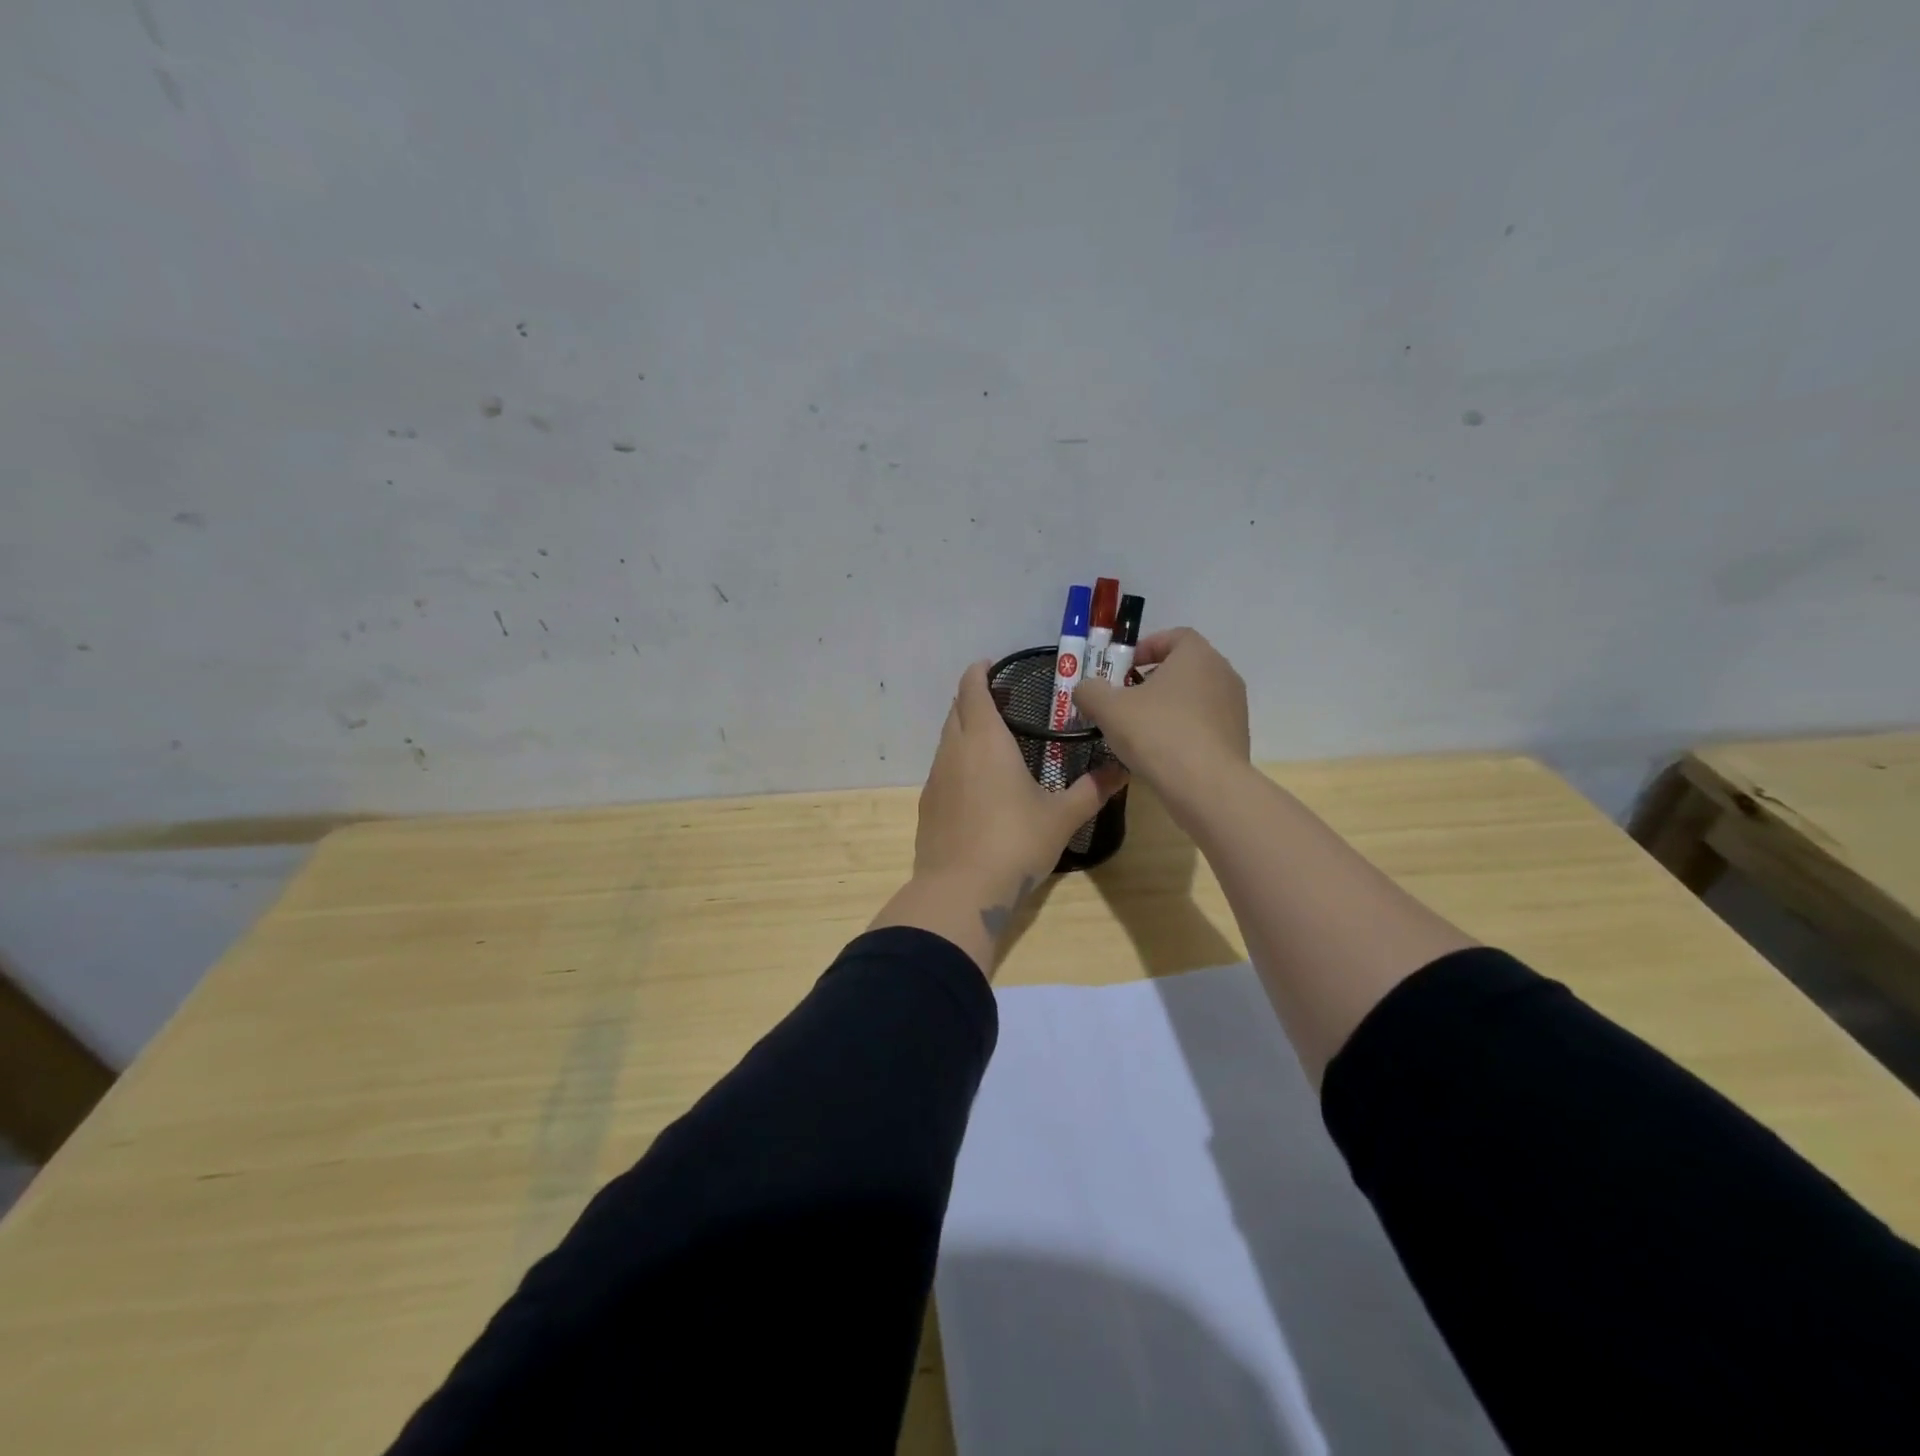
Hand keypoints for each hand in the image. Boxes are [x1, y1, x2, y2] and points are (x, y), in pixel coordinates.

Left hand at [870, 660, 1126, 974]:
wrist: (961, 890)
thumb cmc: (1015, 843)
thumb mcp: (1062, 817)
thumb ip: (1092, 790)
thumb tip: (1122, 768)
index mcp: (985, 740)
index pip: (973, 689)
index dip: (979, 672)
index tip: (992, 666)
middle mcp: (954, 751)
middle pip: (956, 710)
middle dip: (974, 699)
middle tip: (1004, 704)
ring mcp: (935, 778)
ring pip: (947, 740)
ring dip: (965, 731)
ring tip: (994, 743)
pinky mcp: (927, 805)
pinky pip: (942, 769)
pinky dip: (958, 762)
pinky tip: (979, 785)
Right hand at [1071, 628, 1249, 805]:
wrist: (1207, 787)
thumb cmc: (1157, 734)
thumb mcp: (1108, 709)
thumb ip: (1090, 691)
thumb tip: (1085, 689)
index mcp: (1197, 656)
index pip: (1175, 636)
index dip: (1147, 647)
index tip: (1125, 667)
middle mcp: (1223, 674)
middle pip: (1185, 667)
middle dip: (1154, 678)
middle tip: (1127, 698)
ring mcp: (1235, 708)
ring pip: (1195, 697)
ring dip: (1169, 706)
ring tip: (1142, 730)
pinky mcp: (1238, 738)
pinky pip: (1205, 725)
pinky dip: (1184, 730)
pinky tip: (1163, 753)